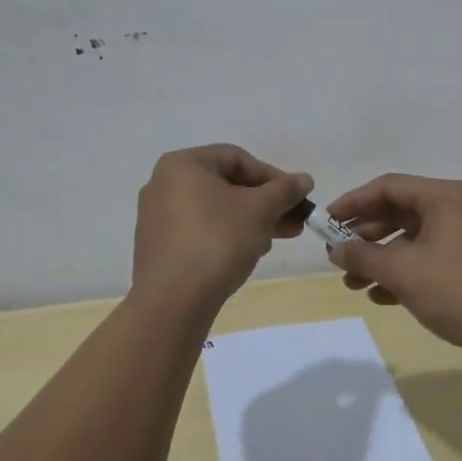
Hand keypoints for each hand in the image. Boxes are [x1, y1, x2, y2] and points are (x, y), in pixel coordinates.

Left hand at [131, 145, 312, 323]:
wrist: (172, 302)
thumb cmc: (217, 241)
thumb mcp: (259, 210)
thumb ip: (284, 190)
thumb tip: (304, 179)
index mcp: (183, 164)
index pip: (237, 158)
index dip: (272, 175)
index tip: (295, 197)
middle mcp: (163, 184)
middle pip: (226, 185)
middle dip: (263, 203)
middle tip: (293, 221)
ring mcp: (157, 217)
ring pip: (214, 210)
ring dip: (249, 221)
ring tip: (275, 241)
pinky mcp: (158, 247)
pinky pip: (199, 231)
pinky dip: (226, 236)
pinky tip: (248, 254)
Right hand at [323, 174, 461, 357]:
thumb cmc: (456, 289)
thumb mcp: (402, 271)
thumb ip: (364, 256)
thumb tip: (334, 249)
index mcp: (442, 196)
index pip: (388, 186)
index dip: (354, 202)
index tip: (327, 221)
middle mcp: (453, 208)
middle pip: (397, 211)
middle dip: (364, 235)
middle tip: (336, 254)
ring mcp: (461, 236)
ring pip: (409, 239)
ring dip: (379, 258)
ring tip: (352, 283)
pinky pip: (424, 258)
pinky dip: (400, 272)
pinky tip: (379, 296)